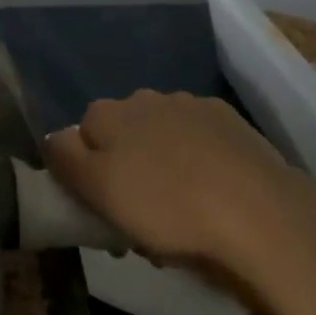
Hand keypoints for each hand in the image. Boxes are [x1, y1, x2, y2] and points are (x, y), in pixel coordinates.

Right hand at [44, 90, 300, 271]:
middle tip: (140, 216)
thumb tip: (55, 139)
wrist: (260, 213)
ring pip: (160, 137)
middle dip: (126, 168)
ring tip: (182, 209)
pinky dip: (198, 160)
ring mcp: (190, 105)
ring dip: (161, 164)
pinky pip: (198, 140)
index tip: (103, 208)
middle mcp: (144, 98)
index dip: (87, 173)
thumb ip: (65, 159)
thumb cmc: (167, 207)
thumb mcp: (98, 191)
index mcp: (107, 113)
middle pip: (121, 135)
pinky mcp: (229, 121)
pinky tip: (213, 192)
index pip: (79, 137)